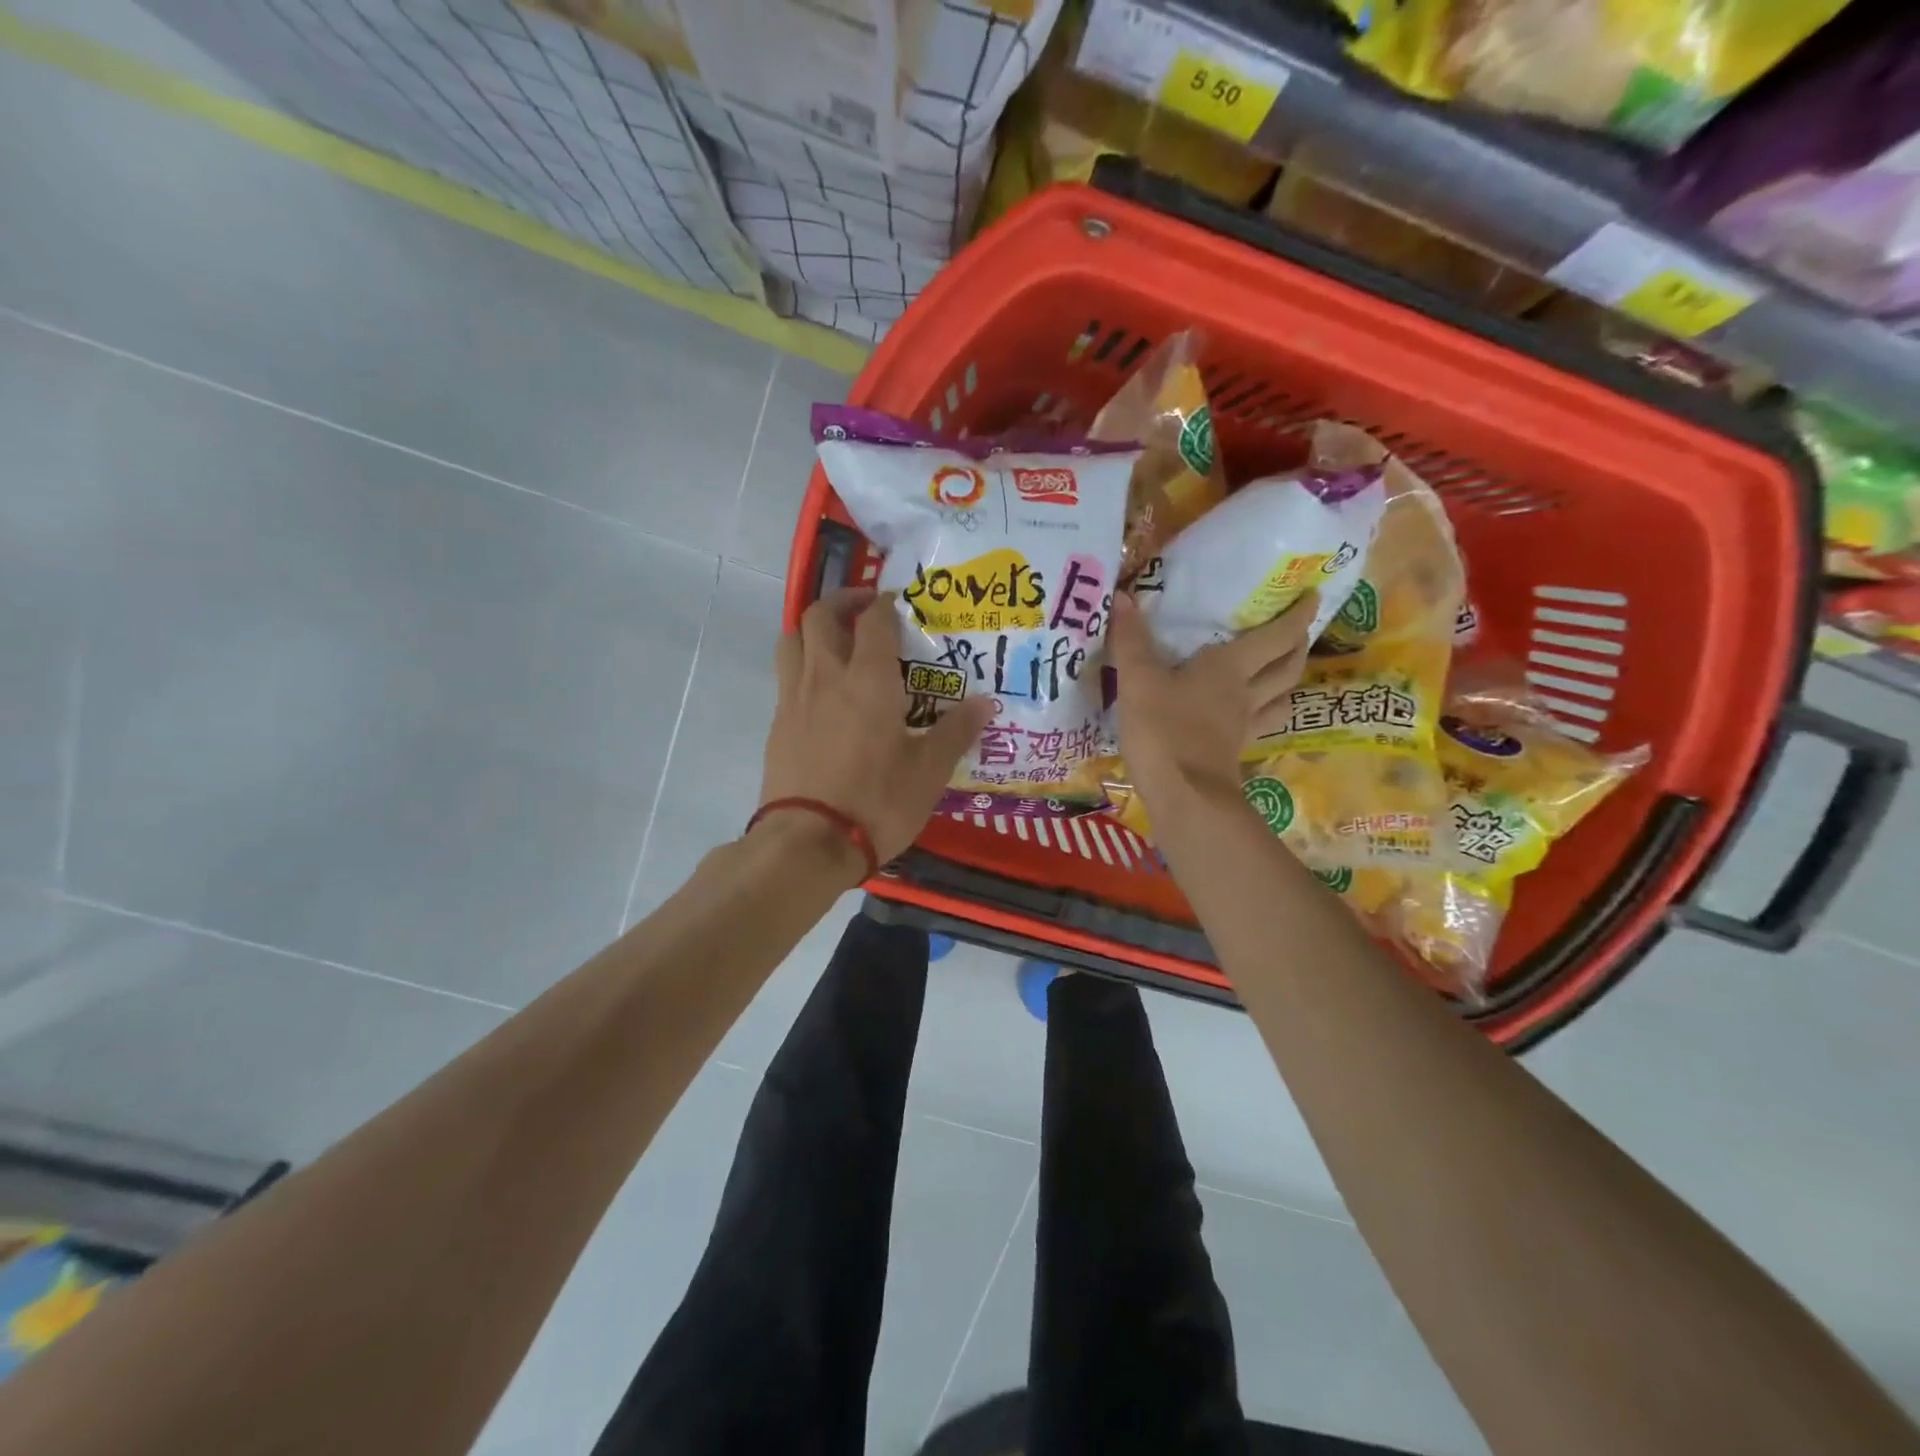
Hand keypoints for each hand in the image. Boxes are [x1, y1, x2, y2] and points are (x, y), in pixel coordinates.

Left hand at [761, 588, 993, 863]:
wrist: (807, 842)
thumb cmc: (877, 801)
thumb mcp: (929, 771)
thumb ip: (956, 731)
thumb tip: (986, 703)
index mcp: (868, 679)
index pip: (874, 620)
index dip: (887, 604)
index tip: (900, 605)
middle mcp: (826, 676)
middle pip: (819, 615)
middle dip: (842, 602)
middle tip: (865, 611)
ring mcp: (794, 699)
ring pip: (791, 639)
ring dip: (812, 628)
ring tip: (836, 642)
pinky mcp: (777, 725)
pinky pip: (785, 676)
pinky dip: (802, 666)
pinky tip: (822, 694)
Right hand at [1107, 590, 1316, 811]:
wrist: (1182, 797)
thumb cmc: (1163, 731)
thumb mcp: (1138, 681)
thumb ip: (1131, 641)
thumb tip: (1123, 597)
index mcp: (1229, 669)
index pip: (1275, 636)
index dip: (1297, 615)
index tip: (1312, 595)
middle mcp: (1245, 695)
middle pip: (1287, 667)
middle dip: (1297, 645)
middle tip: (1298, 630)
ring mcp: (1242, 728)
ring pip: (1281, 698)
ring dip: (1288, 681)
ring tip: (1284, 670)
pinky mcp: (1232, 754)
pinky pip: (1261, 726)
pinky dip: (1265, 713)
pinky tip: (1251, 714)